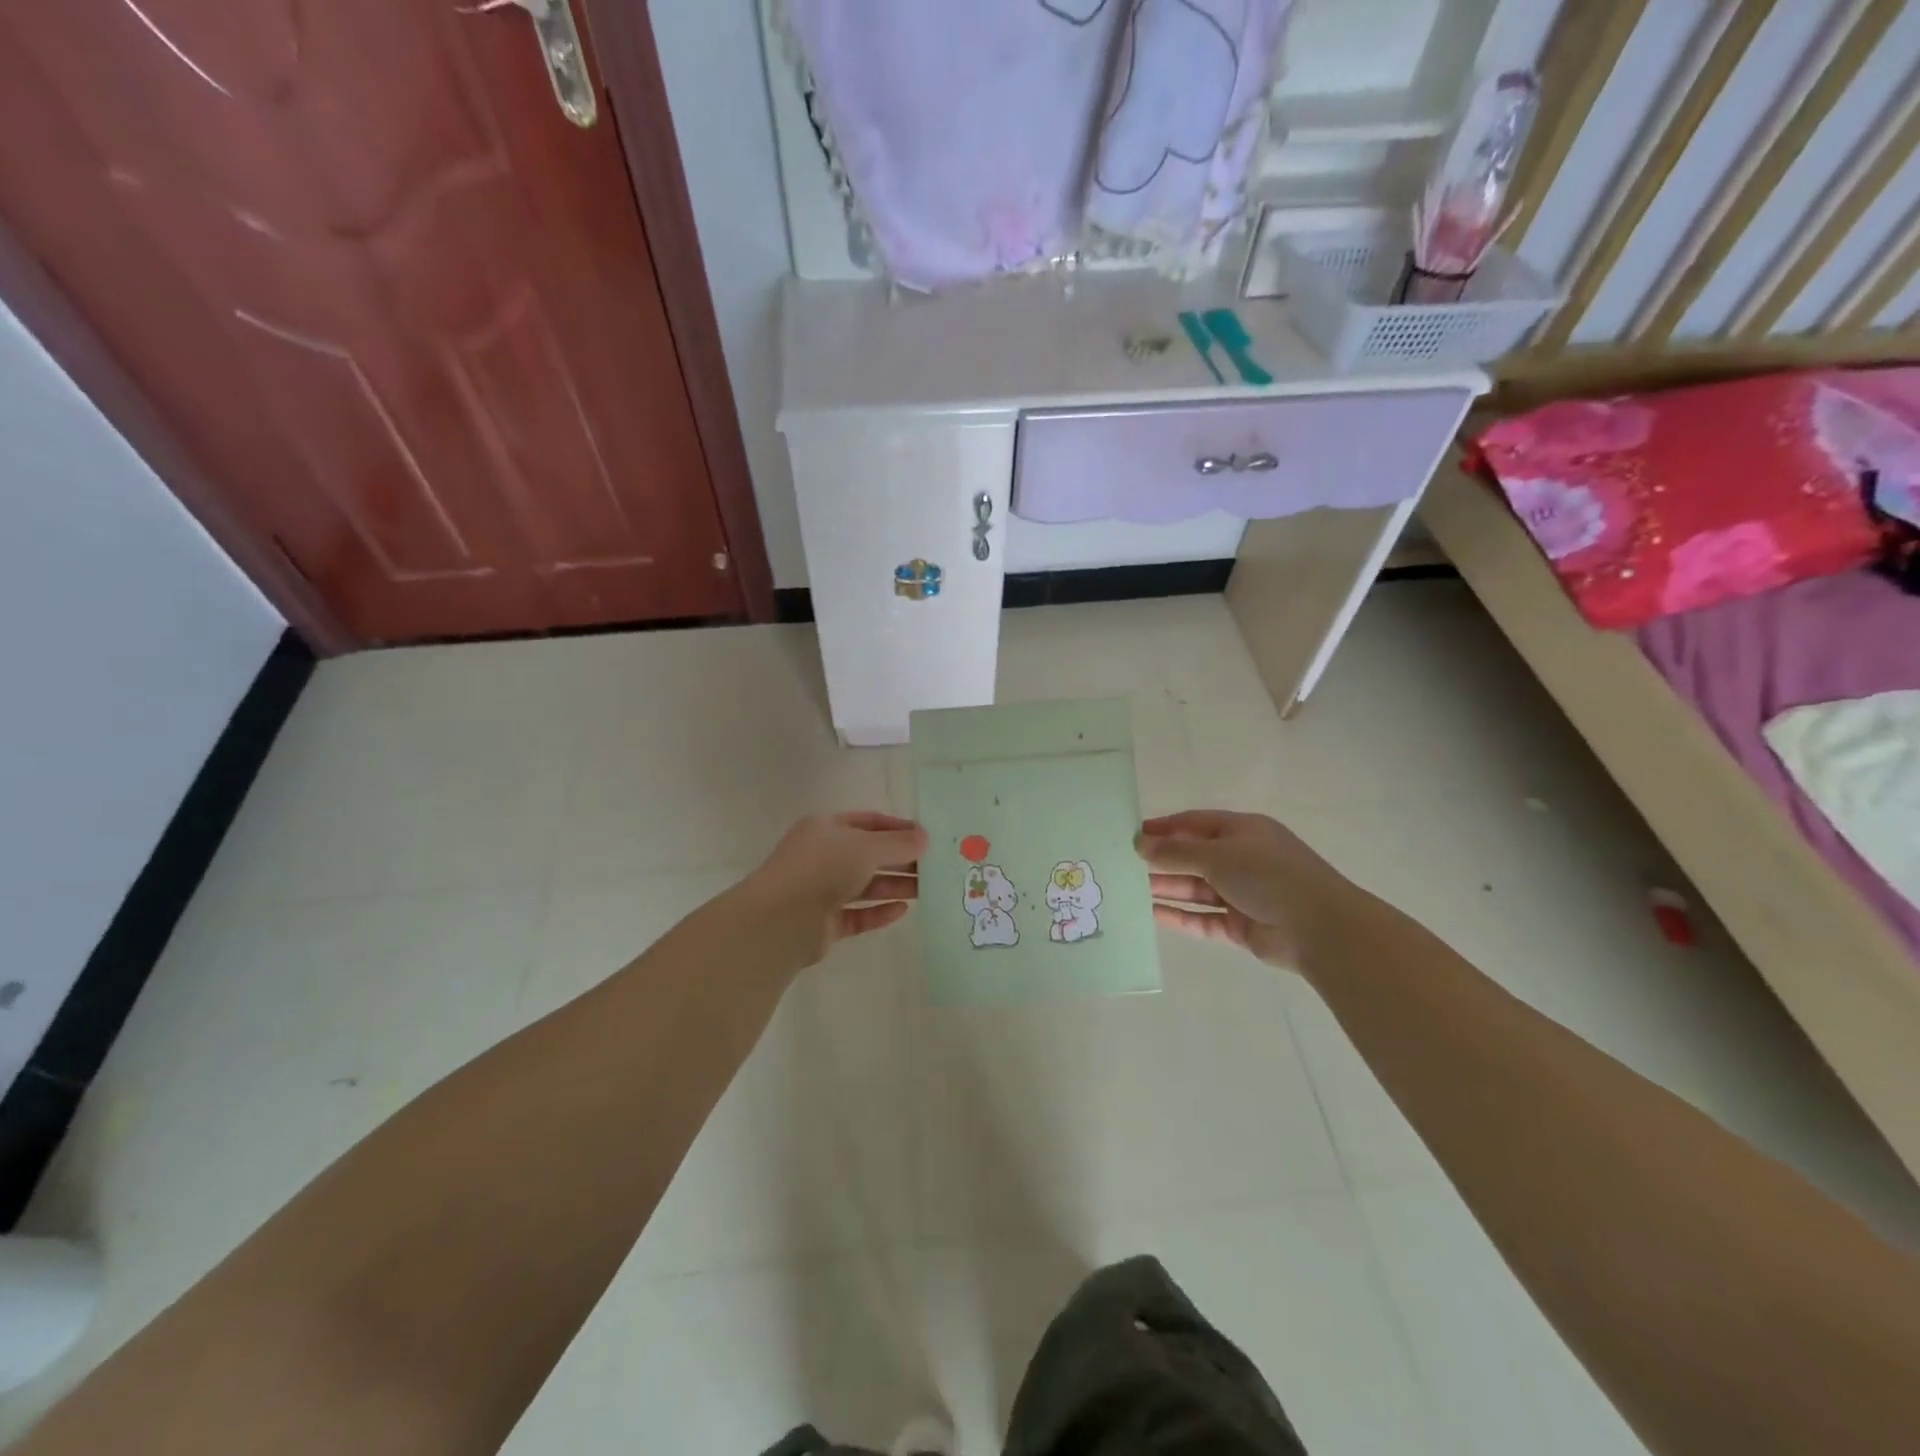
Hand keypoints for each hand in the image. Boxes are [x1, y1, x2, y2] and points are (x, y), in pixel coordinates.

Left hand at [737, 811, 924, 970]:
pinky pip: (857, 914)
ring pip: (865, 885)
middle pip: (869, 855)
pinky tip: (903, 911)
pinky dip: (879, 912)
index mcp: (826, 828)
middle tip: (935, 867)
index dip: (899, 828)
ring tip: (928, 890)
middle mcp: (823, 856)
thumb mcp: (867, 847)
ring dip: (895, 886)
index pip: (869, 822)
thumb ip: (899, 843)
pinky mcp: (824, 923)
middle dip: (901, 860)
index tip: (928, 838)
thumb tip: (925, 837)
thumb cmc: (823, 869)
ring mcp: (821, 890)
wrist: (781, 920)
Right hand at [1135, 809, 1363, 971]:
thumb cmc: (1269, 876)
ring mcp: (1242, 893)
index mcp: (1243, 831)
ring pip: (1196, 889)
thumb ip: (1175, 852)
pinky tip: (1151, 915)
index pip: (1195, 823)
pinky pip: (1203, 918)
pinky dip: (1179, 916)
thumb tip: (1139, 843)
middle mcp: (1242, 859)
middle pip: (1193, 857)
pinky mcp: (1241, 925)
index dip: (1164, 828)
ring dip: (1166, 888)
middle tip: (1123, 865)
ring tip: (1129, 890)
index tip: (1131, 834)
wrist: (1321, 929)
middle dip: (1161, 861)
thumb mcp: (1218, 855)